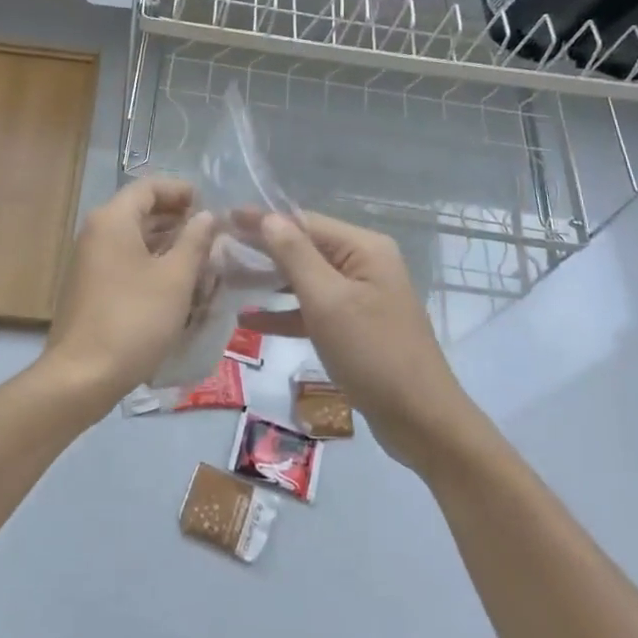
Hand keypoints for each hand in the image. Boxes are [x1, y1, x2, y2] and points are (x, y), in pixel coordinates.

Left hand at [39, 178, 216, 413]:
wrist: (82, 374)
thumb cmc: (134, 319)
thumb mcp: (175, 278)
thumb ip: (195, 241)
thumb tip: (206, 216)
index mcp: (113, 220)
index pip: (149, 186)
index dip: (181, 190)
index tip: (209, 205)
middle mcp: (96, 232)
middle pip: (140, 211)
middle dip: (177, 219)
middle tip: (211, 235)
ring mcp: (90, 261)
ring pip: (134, 239)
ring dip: (167, 244)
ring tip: (201, 260)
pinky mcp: (91, 287)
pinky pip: (125, 261)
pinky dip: (151, 264)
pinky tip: (176, 285)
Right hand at [240, 211, 474, 471]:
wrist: (421, 420)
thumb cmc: (373, 353)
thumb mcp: (328, 301)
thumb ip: (295, 256)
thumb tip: (268, 217)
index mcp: (363, 248)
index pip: (304, 222)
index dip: (262, 220)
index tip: (222, 218)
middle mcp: (364, 264)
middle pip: (304, 248)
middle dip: (262, 250)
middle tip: (217, 250)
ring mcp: (360, 296)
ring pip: (305, 279)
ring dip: (268, 281)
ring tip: (226, 279)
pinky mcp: (355, 326)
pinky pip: (313, 309)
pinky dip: (285, 313)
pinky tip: (249, 320)